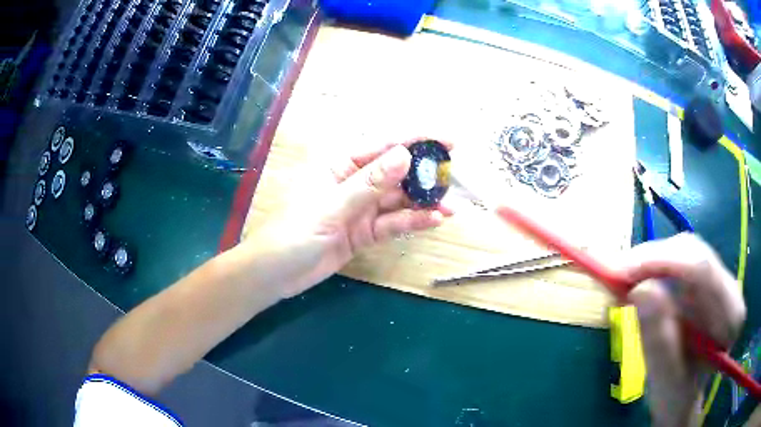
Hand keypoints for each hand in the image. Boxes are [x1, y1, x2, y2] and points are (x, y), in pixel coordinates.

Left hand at [244, 139, 452, 296]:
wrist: (275, 274)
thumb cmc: (294, 232)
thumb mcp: (332, 206)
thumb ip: (369, 183)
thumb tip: (404, 155)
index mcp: (339, 164)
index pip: (383, 146)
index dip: (417, 141)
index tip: (448, 140)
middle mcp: (353, 182)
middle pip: (395, 173)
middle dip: (424, 175)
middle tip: (454, 177)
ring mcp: (359, 209)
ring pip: (397, 200)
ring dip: (423, 203)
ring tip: (452, 206)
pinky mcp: (363, 232)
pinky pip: (392, 224)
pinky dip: (411, 222)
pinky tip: (433, 221)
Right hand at [615, 234, 745, 426]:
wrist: (683, 398)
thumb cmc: (676, 396)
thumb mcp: (665, 378)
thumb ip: (659, 339)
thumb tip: (640, 289)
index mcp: (730, 317)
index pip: (703, 270)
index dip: (662, 261)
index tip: (622, 272)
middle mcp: (730, 291)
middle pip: (694, 254)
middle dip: (653, 259)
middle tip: (616, 275)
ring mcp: (720, 283)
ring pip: (686, 252)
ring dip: (652, 262)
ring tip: (624, 279)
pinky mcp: (707, 283)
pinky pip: (681, 261)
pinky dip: (656, 267)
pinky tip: (639, 280)